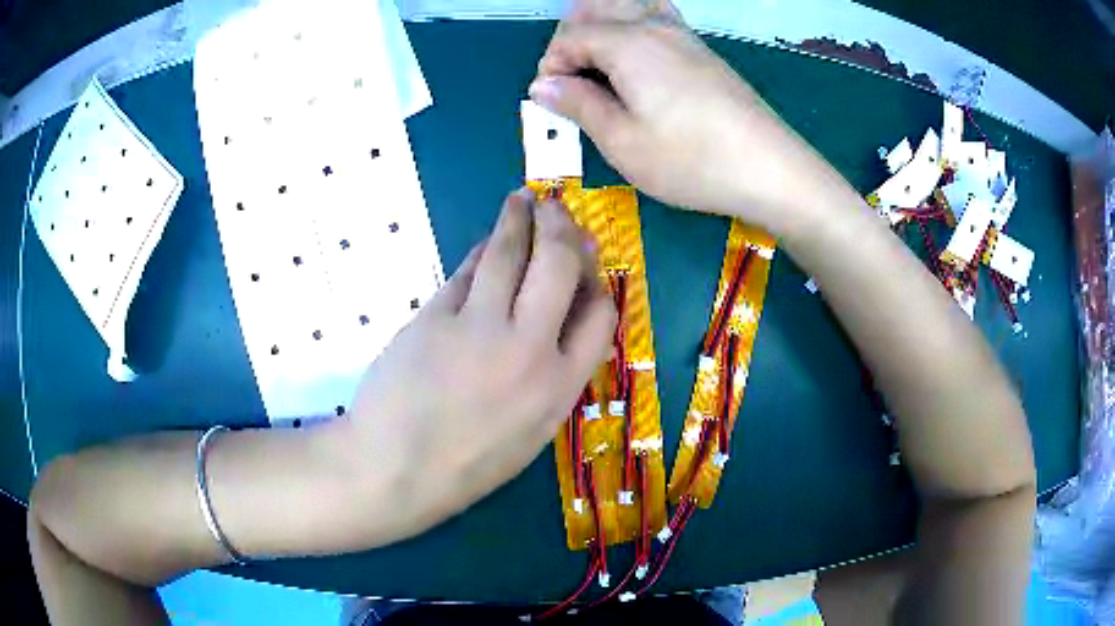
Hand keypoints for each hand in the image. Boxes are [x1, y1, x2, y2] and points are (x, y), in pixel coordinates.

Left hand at [343, 189, 615, 537]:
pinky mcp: (437, 314)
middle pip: (559, 266)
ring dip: (520, 219)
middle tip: (557, 210)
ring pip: (510, 254)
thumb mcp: (529, 436)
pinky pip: (468, 271)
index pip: (600, 316)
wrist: (395, 469)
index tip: (589, 270)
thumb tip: (556, 331)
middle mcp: (529, 348)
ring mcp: (480, 326)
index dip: (599, 285)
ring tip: (523, 199)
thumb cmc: (465, 466)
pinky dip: (481, 251)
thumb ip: (551, 381)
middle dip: (563, 229)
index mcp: (559, 387)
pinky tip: (486, 241)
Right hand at [530, 4, 828, 232]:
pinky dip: (634, 26)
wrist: (770, 168)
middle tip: (571, 79)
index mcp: (627, 44)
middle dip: (572, 38)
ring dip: (602, 25)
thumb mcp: (622, 141)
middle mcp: (654, 26)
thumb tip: (544, 86)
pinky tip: (638, 55)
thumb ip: (579, 106)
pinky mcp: (704, 51)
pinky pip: (657, 17)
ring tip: (597, 62)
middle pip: (597, 10)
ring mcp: (684, 35)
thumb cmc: (691, 160)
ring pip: (629, 6)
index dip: (552, 65)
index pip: (571, 36)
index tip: (552, 101)